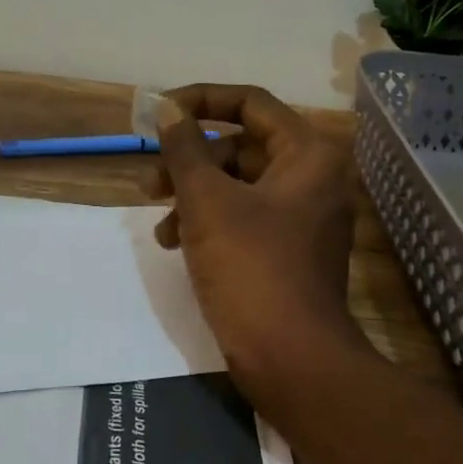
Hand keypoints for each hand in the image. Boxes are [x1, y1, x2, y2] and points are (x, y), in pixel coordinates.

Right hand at [152, 84, 362, 383]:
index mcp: (307, 154)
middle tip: (149, 177)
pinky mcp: (287, 251)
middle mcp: (312, 178)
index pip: (250, 103)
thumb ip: (184, 147)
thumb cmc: (251, 267)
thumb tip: (168, 108)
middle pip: (240, 146)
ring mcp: (302, 217)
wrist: (293, 363)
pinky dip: (208, 222)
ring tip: (160, 224)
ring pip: (236, 185)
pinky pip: (243, 217)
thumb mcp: (207, 200)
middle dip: (189, 160)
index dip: (200, 100)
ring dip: (192, 195)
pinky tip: (176, 244)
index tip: (160, 112)